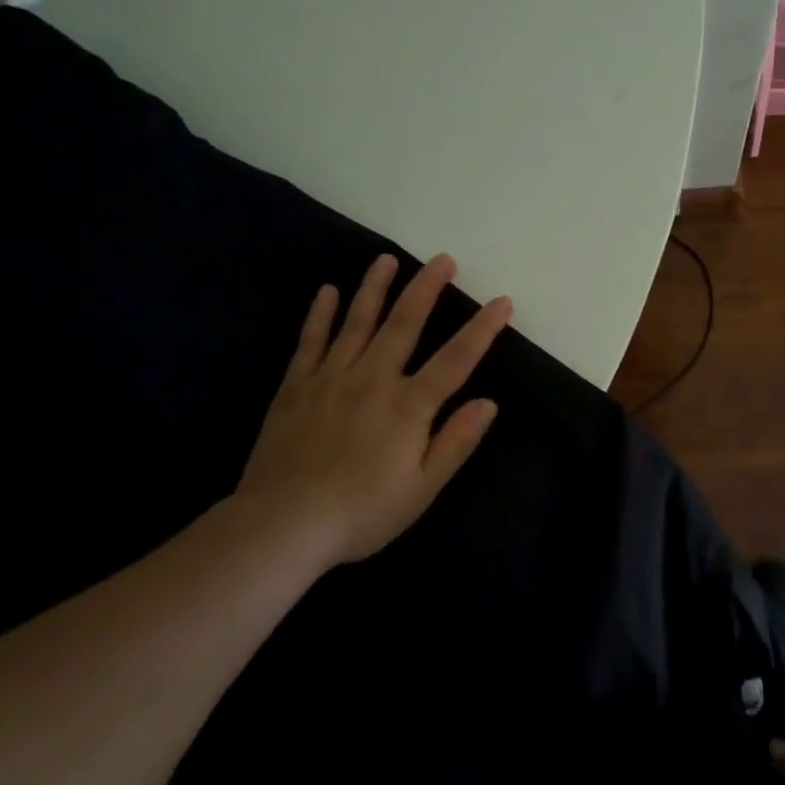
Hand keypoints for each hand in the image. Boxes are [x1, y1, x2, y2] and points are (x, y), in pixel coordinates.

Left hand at [229, 253, 511, 567]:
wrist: (282, 525)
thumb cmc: (361, 512)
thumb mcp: (422, 489)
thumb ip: (456, 442)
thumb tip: (489, 403)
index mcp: (408, 406)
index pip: (456, 358)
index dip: (482, 329)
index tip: (501, 302)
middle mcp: (373, 379)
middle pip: (404, 323)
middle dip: (427, 288)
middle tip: (442, 259)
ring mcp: (331, 377)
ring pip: (358, 321)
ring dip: (375, 287)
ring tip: (386, 259)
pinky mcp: (296, 386)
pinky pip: (311, 341)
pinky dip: (320, 314)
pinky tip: (327, 291)